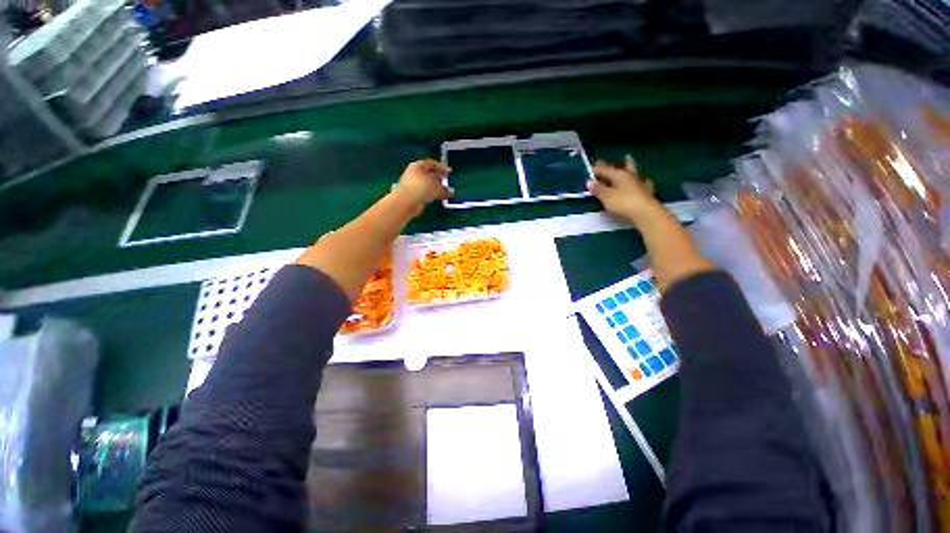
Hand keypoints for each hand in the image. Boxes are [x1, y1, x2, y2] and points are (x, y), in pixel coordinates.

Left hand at [393, 159, 453, 214]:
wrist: (406, 201)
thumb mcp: (436, 187)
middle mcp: (414, 172)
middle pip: (428, 173)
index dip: (442, 168)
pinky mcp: (410, 194)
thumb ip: (445, 189)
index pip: (432, 164)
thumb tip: (451, 192)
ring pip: (426, 183)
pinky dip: (430, 193)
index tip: (449, 172)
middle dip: (438, 178)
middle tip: (446, 181)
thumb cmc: (422, 188)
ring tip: (443, 192)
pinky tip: (436, 198)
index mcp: (418, 165)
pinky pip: (423, 191)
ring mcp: (411, 183)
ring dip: (434, 187)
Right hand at [587, 155, 661, 223]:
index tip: (590, 169)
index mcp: (619, 175)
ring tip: (627, 161)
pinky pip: (643, 183)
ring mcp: (640, 183)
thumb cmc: (623, 203)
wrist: (645, 213)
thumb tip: (589, 182)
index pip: (606, 169)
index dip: (597, 169)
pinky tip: (644, 181)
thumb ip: (598, 189)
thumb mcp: (606, 197)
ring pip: (633, 172)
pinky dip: (641, 180)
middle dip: (613, 165)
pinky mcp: (646, 192)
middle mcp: (630, 176)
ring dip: (628, 167)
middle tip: (606, 162)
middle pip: (622, 167)